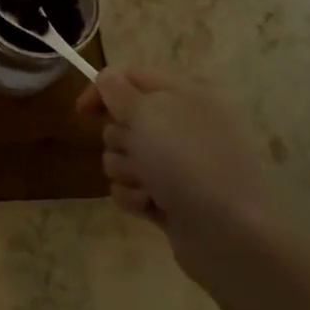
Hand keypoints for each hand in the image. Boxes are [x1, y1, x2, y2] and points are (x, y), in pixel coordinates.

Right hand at [76, 67, 267, 261]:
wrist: (227, 233)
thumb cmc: (185, 162)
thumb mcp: (147, 114)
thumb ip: (118, 91)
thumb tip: (106, 77)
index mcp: (186, 94)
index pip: (131, 77)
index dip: (102, 90)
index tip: (82, 112)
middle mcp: (184, 124)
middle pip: (123, 120)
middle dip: (119, 139)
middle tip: (137, 151)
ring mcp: (179, 164)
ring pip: (123, 156)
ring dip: (126, 171)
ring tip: (148, 185)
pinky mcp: (171, 197)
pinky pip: (131, 188)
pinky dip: (134, 196)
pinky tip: (149, 205)